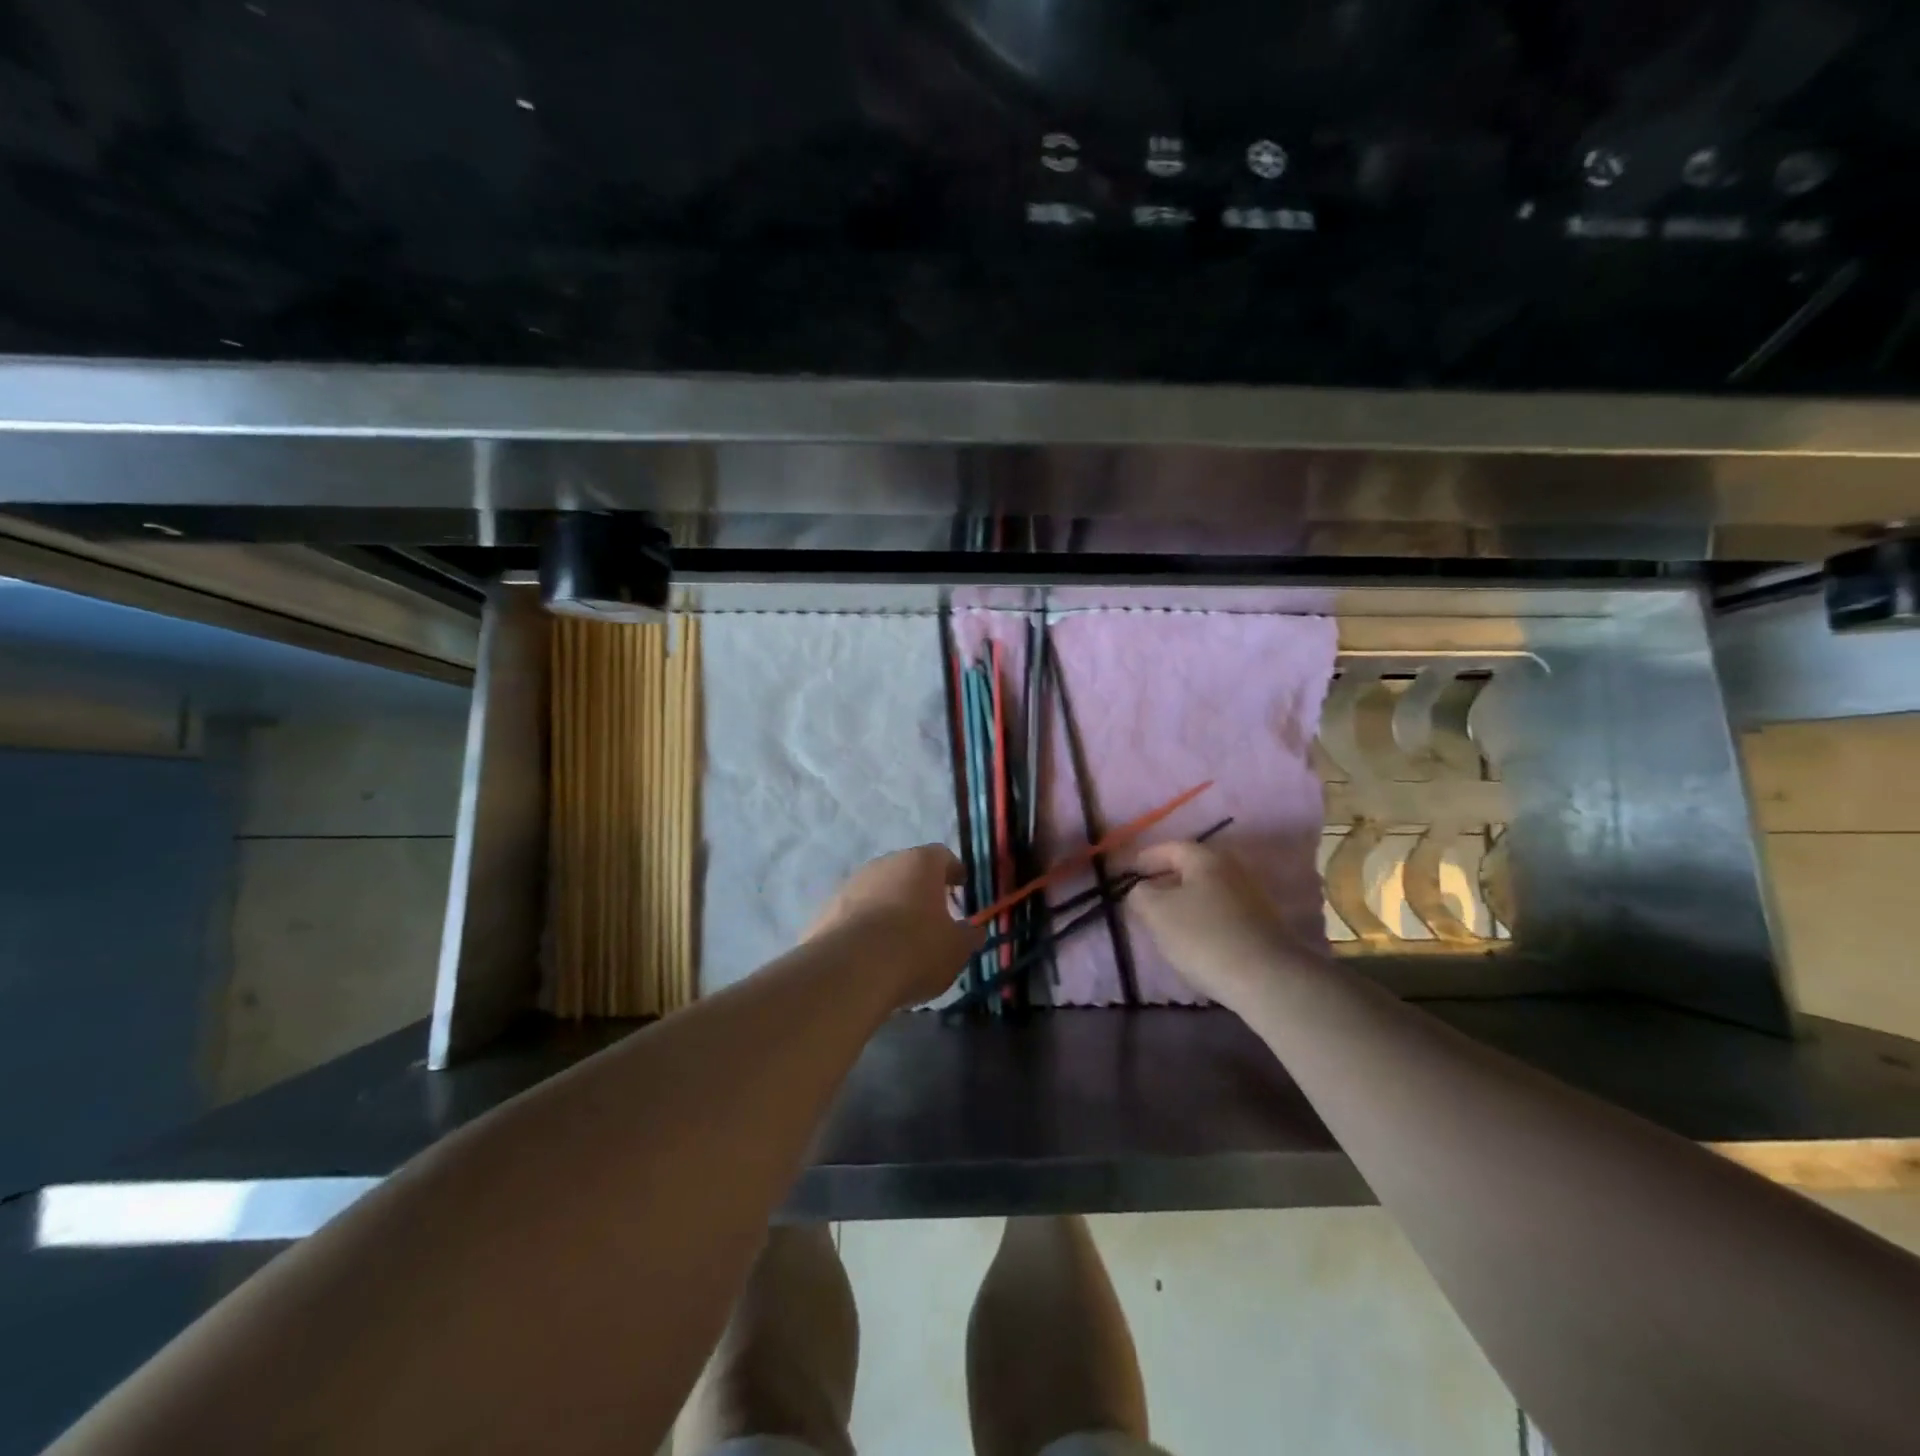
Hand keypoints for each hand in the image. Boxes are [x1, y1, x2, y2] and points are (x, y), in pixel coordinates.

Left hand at [807, 845, 983, 1006]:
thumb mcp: (956, 949)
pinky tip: (871, 954)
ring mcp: (851, 884)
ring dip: (890, 907)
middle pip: (907, 871)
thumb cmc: (916, 949)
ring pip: (878, 891)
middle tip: (932, 916)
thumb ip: (969, 936)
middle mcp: (884, 863)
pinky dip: (865, 926)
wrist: (850, 971)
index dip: (953, 871)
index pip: (942, 856)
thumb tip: (975, 930)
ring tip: (899, 940)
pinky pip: (854, 913)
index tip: (961, 886)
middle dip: (920, 890)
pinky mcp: (826, 909)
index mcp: (920, 863)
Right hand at [1128, 841, 1301, 1009]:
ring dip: (1185, 900)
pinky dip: (1204, 917)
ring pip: (1208, 891)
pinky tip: (1194, 938)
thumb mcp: (1157, 913)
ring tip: (1166, 921)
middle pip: (1192, 868)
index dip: (1146, 857)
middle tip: (1145, 896)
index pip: (1171, 848)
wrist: (1267, 979)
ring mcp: (1252, 897)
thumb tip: (1141, 889)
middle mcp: (1233, 869)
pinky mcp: (1262, 924)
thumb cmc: (1204, 937)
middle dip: (1166, 879)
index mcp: (1207, 859)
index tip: (1128, 872)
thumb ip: (1140, 894)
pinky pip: (1223, 912)